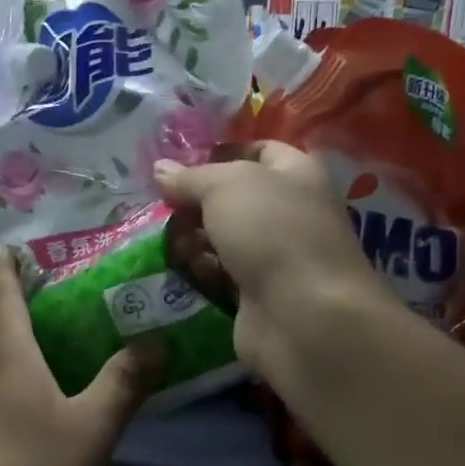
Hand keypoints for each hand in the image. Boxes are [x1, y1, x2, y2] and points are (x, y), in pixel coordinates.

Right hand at [153, 142, 389, 388]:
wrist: (303, 315)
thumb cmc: (271, 231)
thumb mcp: (224, 186)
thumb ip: (190, 177)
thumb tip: (160, 169)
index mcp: (297, 173)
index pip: (260, 150)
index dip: (222, 151)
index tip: (182, 163)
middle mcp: (290, 210)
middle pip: (234, 198)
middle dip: (196, 200)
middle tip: (162, 205)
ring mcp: (275, 255)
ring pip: (224, 237)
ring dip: (193, 238)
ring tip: (169, 241)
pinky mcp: (257, 293)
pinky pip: (221, 273)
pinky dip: (202, 271)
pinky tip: (184, 270)